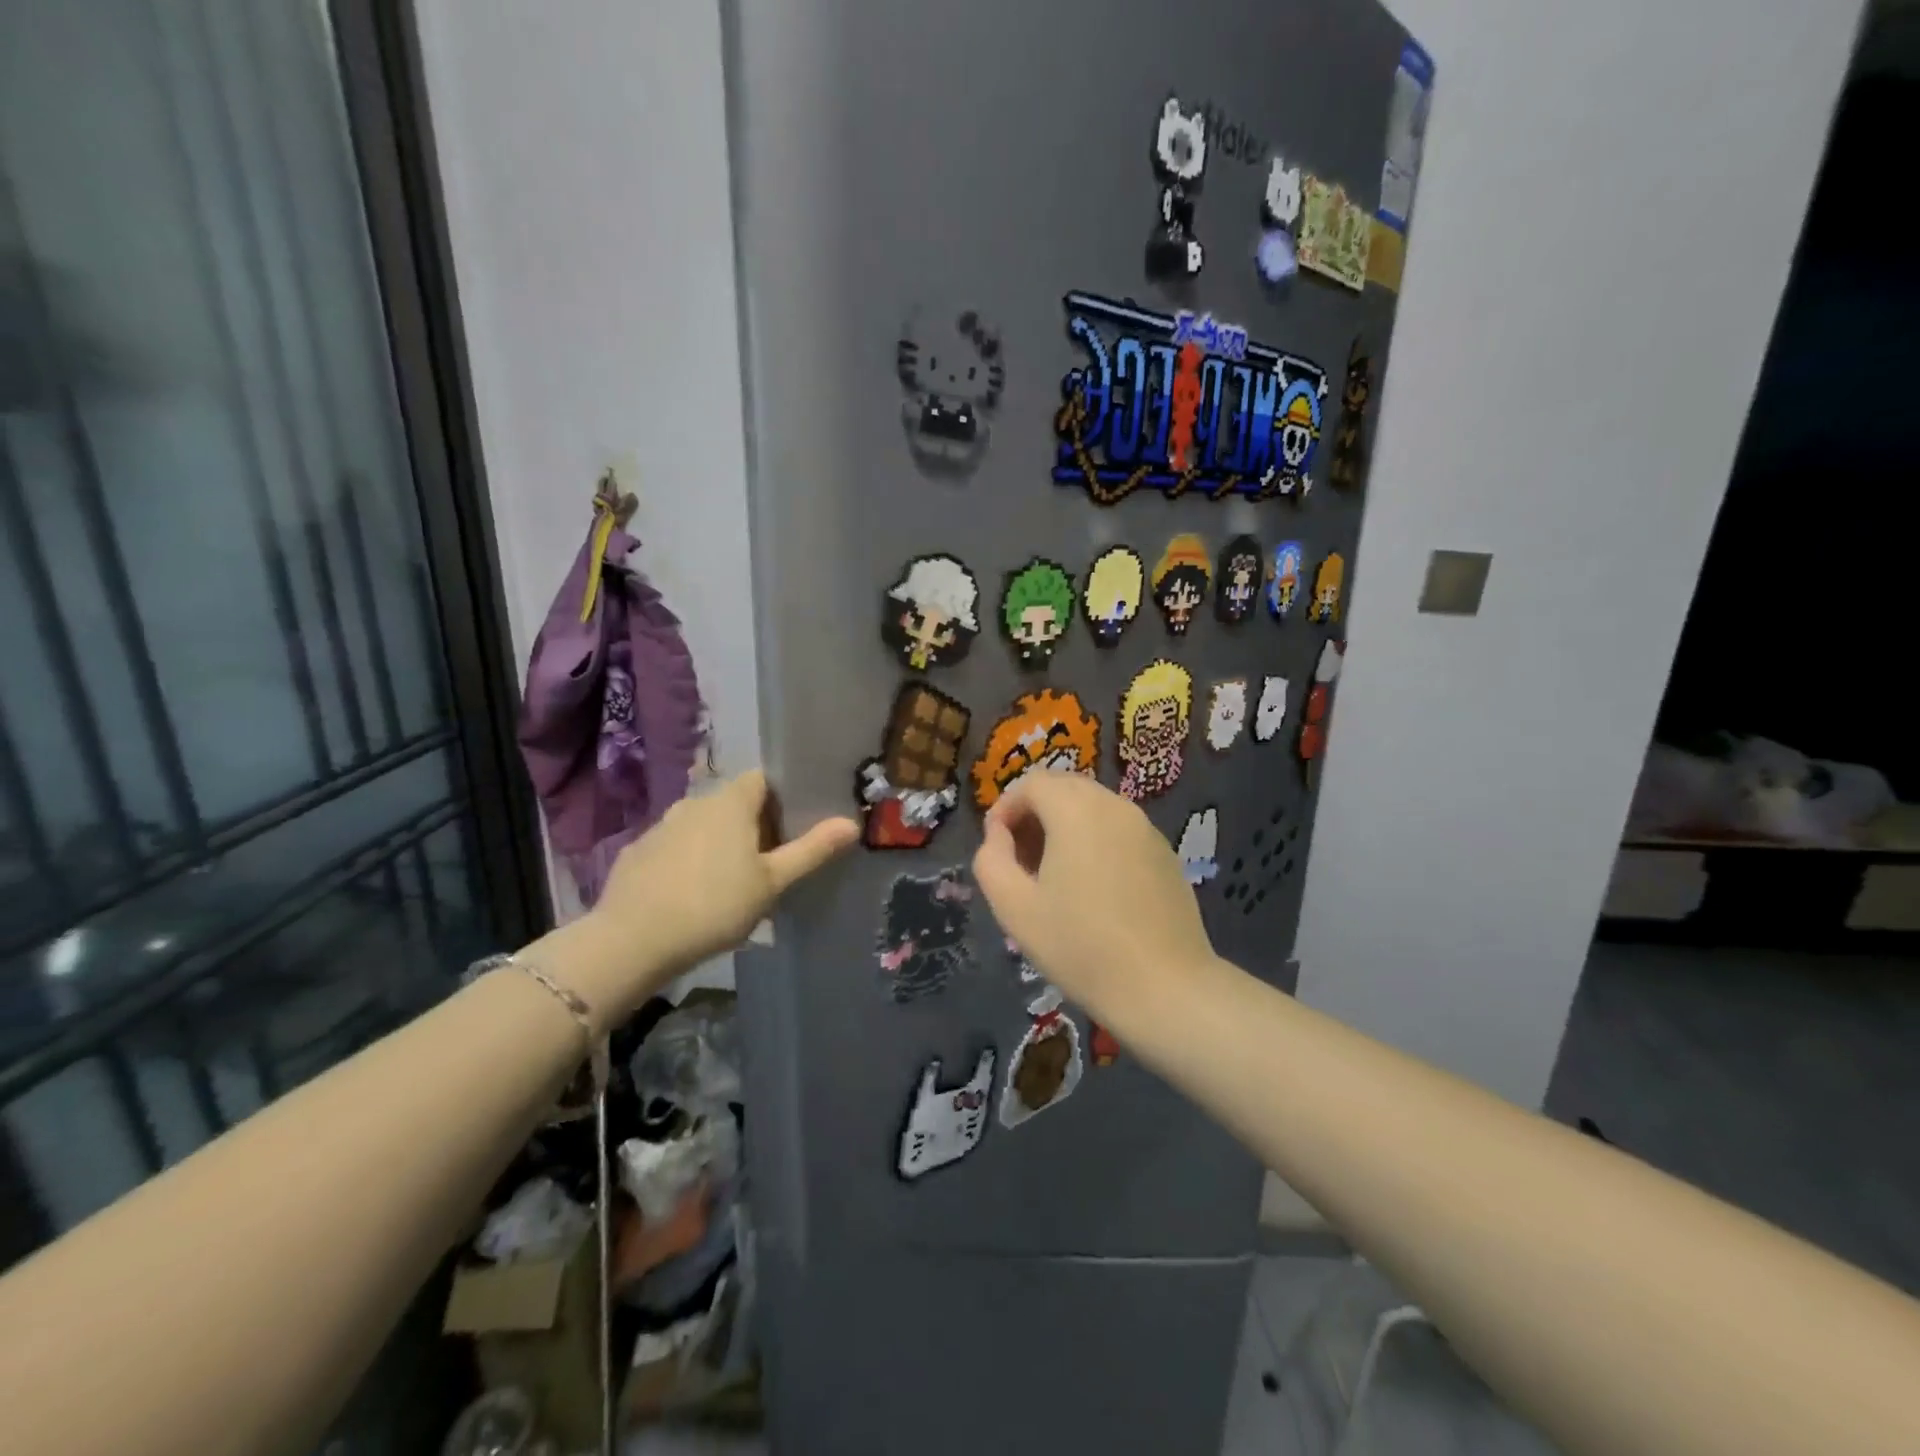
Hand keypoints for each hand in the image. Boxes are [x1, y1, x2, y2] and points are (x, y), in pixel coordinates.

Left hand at [582, 771, 856, 1011]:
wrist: (632, 941)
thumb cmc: (715, 905)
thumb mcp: (772, 882)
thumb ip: (811, 850)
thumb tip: (851, 823)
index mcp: (730, 802)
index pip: (762, 779)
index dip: (780, 798)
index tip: (793, 827)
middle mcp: (694, 802)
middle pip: (732, 802)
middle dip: (752, 824)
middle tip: (769, 860)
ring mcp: (660, 826)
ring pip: (701, 824)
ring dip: (718, 842)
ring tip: (730, 880)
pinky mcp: (636, 852)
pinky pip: (674, 847)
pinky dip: (687, 860)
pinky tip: (691, 893)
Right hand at [971, 773, 1215, 1021]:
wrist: (1165, 988)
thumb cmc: (1081, 946)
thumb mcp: (1014, 908)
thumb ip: (992, 860)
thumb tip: (999, 836)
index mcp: (1076, 809)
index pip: (1031, 784)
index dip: (1005, 808)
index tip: (996, 848)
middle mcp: (1114, 805)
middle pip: (1064, 788)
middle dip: (1034, 815)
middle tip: (1020, 860)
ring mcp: (1145, 828)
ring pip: (1093, 807)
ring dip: (1064, 828)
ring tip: (1053, 877)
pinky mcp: (1165, 852)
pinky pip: (1118, 830)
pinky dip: (1095, 841)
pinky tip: (1092, 889)